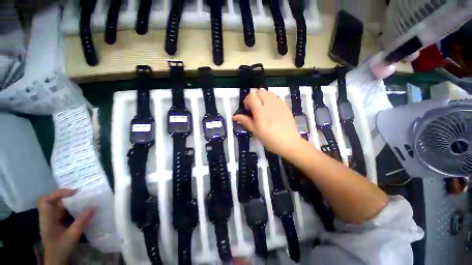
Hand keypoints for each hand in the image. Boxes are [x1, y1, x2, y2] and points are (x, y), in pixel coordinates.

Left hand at [38, 189, 94, 264]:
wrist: (56, 261)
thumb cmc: (61, 249)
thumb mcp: (72, 237)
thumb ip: (81, 222)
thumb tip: (93, 207)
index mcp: (46, 219)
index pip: (45, 200)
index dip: (57, 193)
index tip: (73, 193)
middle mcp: (47, 217)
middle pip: (52, 200)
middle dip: (65, 195)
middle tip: (80, 193)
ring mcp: (52, 220)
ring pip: (58, 205)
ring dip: (70, 201)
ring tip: (83, 199)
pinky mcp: (57, 222)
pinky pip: (63, 210)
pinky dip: (72, 207)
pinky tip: (81, 209)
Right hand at [233, 88, 302, 156]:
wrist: (289, 142)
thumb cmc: (269, 139)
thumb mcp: (255, 131)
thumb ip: (245, 121)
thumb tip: (234, 116)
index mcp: (260, 112)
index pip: (251, 97)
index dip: (247, 100)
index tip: (247, 109)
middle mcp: (269, 104)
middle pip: (260, 91)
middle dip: (255, 97)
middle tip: (255, 107)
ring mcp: (279, 104)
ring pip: (269, 92)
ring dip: (263, 97)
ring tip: (263, 107)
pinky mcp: (286, 106)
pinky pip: (276, 97)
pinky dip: (271, 99)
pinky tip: (272, 109)